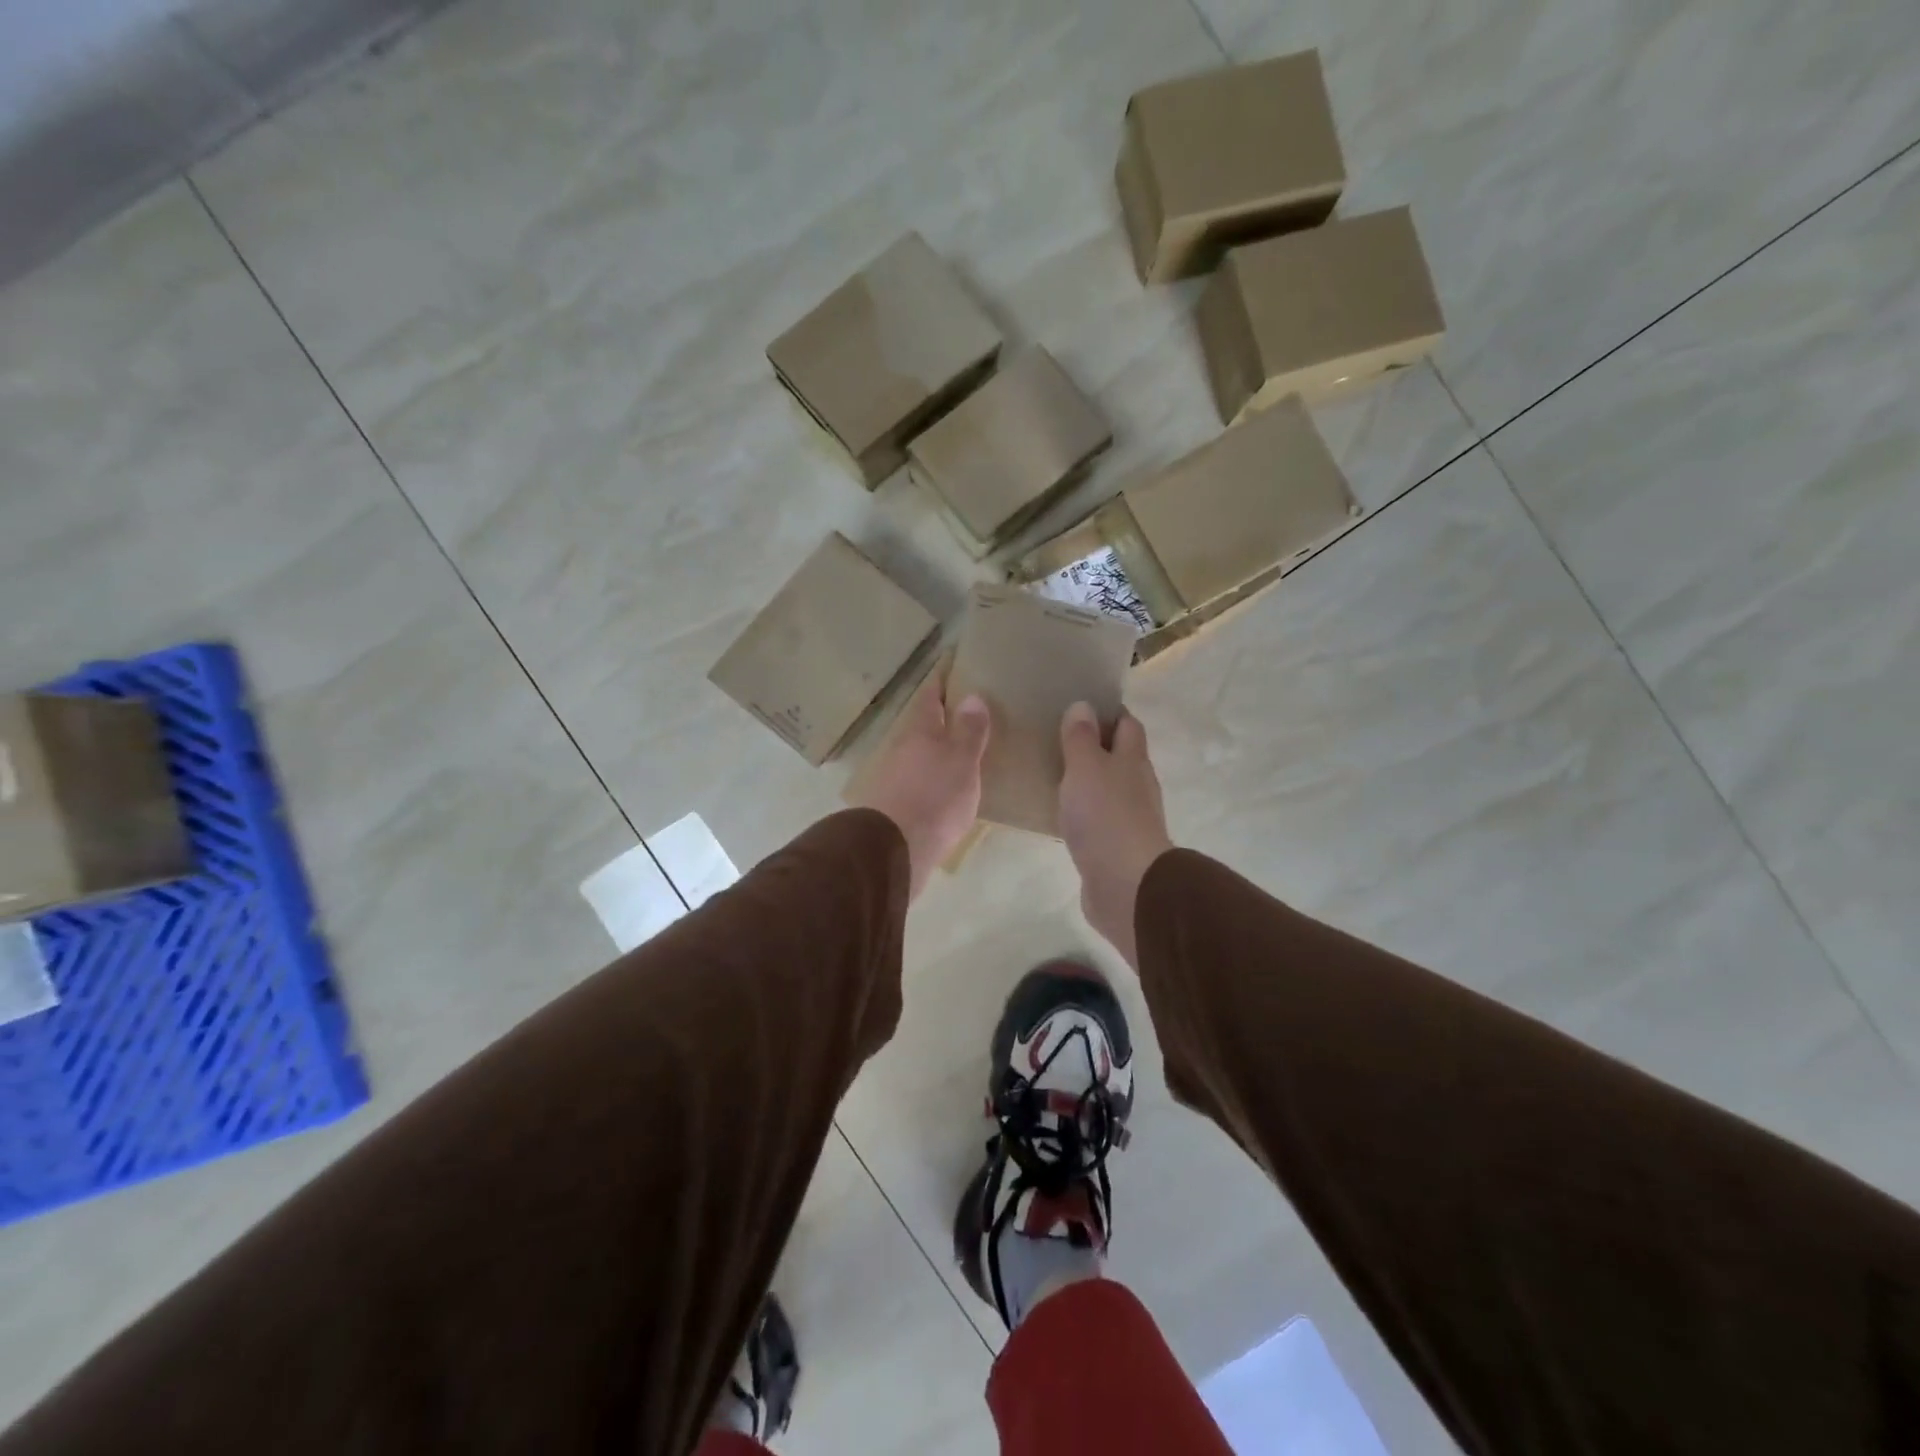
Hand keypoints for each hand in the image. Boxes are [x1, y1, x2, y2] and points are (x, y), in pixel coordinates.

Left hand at [848, 662, 990, 899]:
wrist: (892, 852)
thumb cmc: (934, 798)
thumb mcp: (961, 762)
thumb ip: (969, 731)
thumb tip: (971, 695)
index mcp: (918, 730)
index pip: (930, 694)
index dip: (943, 680)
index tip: (957, 667)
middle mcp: (900, 747)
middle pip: (922, 724)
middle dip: (942, 717)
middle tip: (969, 711)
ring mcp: (892, 776)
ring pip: (917, 753)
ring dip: (936, 749)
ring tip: (963, 750)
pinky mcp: (892, 805)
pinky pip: (916, 780)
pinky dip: (931, 777)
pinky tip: (945, 787)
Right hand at [1058, 701, 1172, 968]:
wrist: (1126, 885)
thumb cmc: (1105, 816)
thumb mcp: (1086, 767)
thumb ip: (1081, 738)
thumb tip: (1083, 705)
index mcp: (1133, 760)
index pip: (1127, 724)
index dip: (1109, 713)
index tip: (1080, 705)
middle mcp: (1137, 786)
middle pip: (1121, 757)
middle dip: (1096, 746)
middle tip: (1057, 738)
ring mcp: (1130, 819)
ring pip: (1108, 789)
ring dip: (1088, 781)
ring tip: (1053, 774)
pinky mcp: (1116, 848)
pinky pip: (1098, 821)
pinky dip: (1083, 813)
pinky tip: (1060, 816)